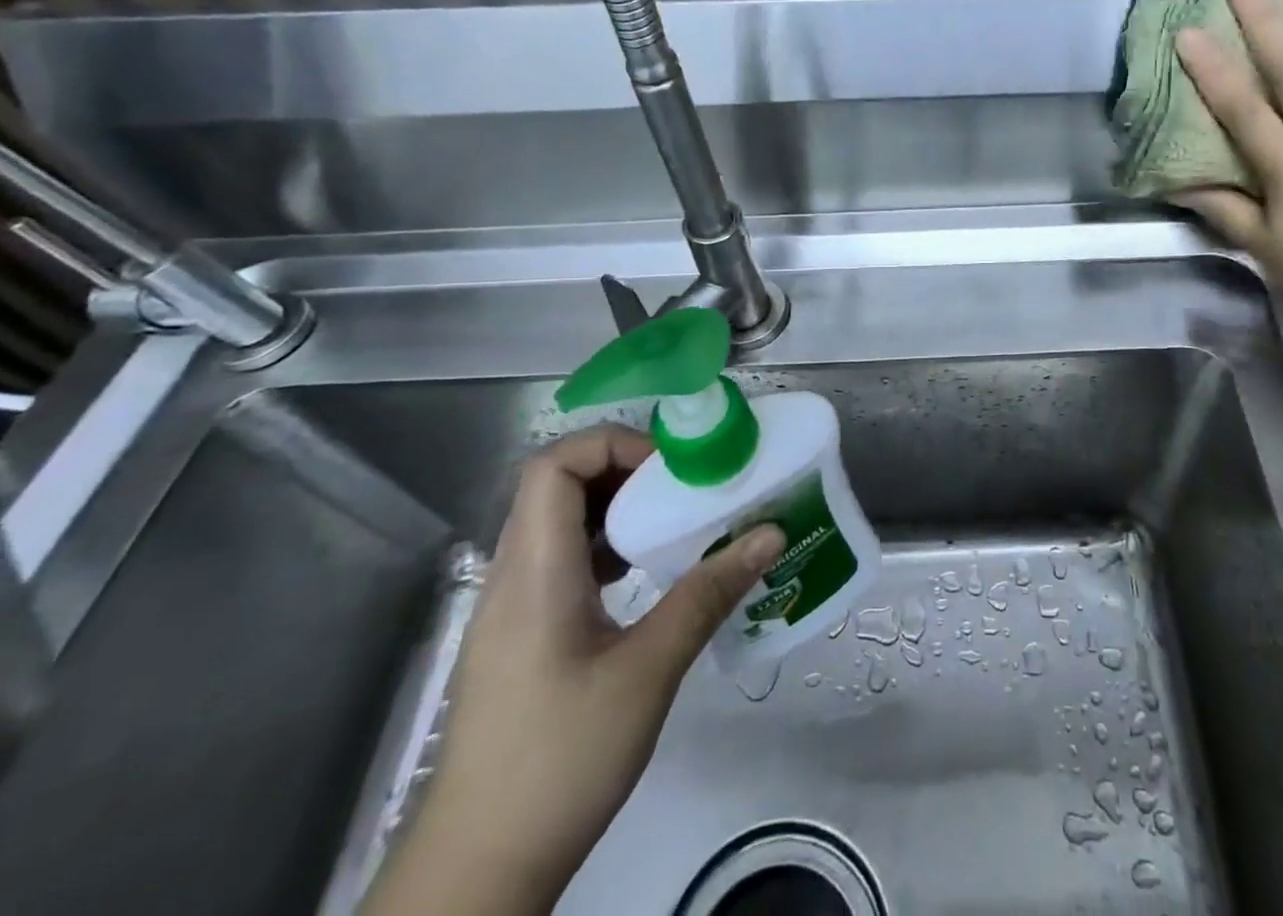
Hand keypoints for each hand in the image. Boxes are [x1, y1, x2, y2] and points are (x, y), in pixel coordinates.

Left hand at [364, 427, 784, 915]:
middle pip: (557, 485)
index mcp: (535, 571)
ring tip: (672, 525)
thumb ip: (708, 593)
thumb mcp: (648, 671)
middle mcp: (514, 576)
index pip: (554, 465)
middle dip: (625, 471)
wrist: (478, 871)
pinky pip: (560, 561)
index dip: (613, 445)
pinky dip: (605, 547)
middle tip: (683, 489)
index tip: (670, 469)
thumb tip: (770, 533)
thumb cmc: (560, 760)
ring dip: (617, 509)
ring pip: (558, 523)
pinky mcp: (520, 637)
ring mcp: (512, 609)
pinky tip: (643, 577)